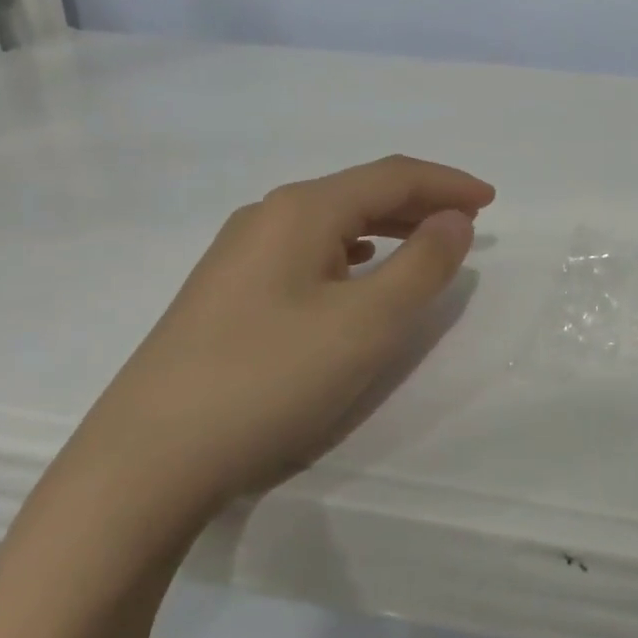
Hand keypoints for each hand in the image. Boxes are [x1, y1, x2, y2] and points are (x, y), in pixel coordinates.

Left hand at [66, 156, 494, 529]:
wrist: (145, 462)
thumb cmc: (269, 380)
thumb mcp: (368, 324)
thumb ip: (424, 264)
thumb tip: (454, 219)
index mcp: (302, 210)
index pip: (392, 175)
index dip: (447, 183)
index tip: (492, 202)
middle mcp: (267, 216)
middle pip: (360, 191)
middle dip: (420, 201)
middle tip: (467, 223)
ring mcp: (238, 254)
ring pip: (332, 222)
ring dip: (387, 226)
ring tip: (425, 243)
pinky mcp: (225, 292)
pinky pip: (307, 251)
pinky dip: (352, 251)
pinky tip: (357, 272)